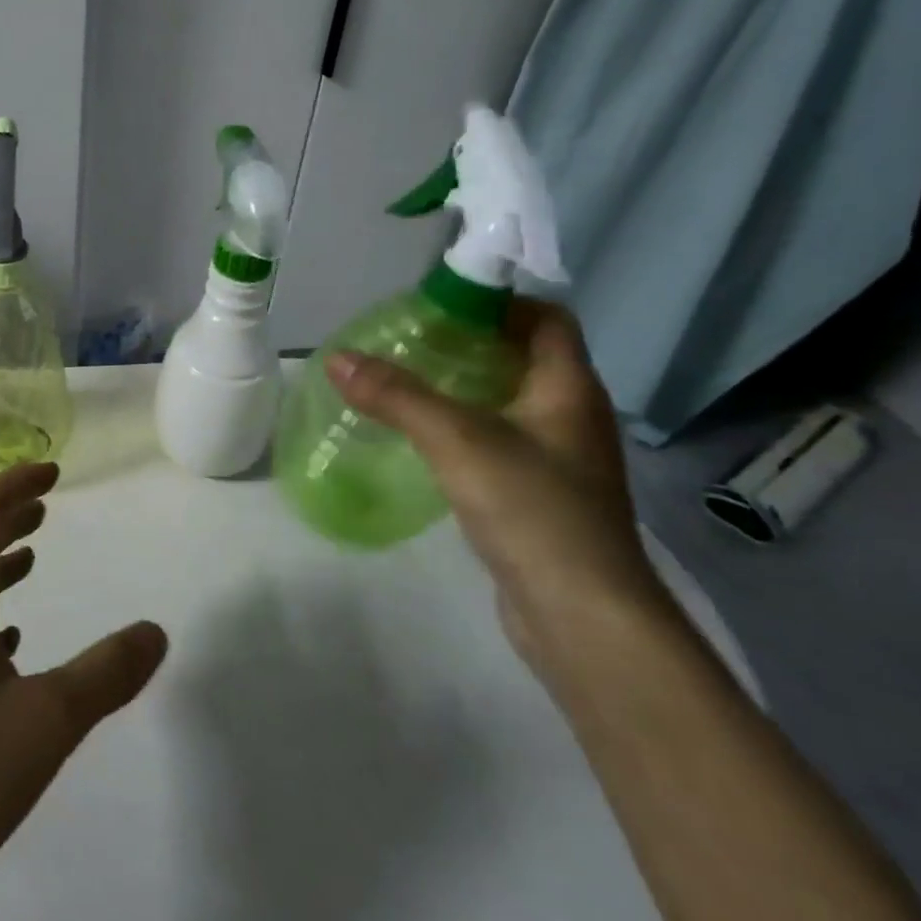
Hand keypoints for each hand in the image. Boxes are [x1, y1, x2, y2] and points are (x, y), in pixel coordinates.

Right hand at [325, 300, 671, 671]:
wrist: (584, 618)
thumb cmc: (532, 509)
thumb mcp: (457, 440)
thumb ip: (396, 395)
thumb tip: (337, 357)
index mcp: (568, 388)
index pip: (546, 319)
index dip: (499, 302)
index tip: (441, 304)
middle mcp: (571, 415)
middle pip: (522, 357)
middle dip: (467, 342)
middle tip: (408, 340)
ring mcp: (559, 459)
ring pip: (508, 401)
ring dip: (462, 386)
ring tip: (404, 381)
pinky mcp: (541, 495)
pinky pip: (500, 440)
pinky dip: (464, 427)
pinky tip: (423, 437)